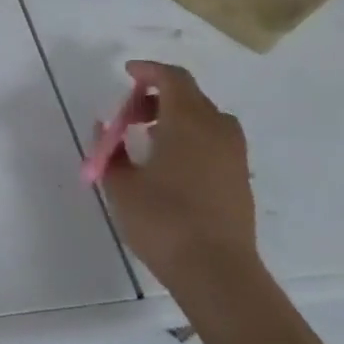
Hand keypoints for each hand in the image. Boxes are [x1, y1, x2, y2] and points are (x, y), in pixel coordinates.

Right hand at [95, 61, 258, 292]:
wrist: (216, 272)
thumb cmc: (162, 219)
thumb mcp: (119, 183)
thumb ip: (109, 150)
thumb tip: (105, 128)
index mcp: (188, 122)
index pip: (173, 78)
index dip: (149, 71)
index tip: (126, 74)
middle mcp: (217, 131)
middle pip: (190, 96)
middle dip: (158, 96)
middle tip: (129, 114)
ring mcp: (234, 156)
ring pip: (206, 119)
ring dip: (176, 117)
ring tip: (147, 138)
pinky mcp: (239, 179)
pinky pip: (214, 141)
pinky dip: (191, 137)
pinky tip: (168, 163)